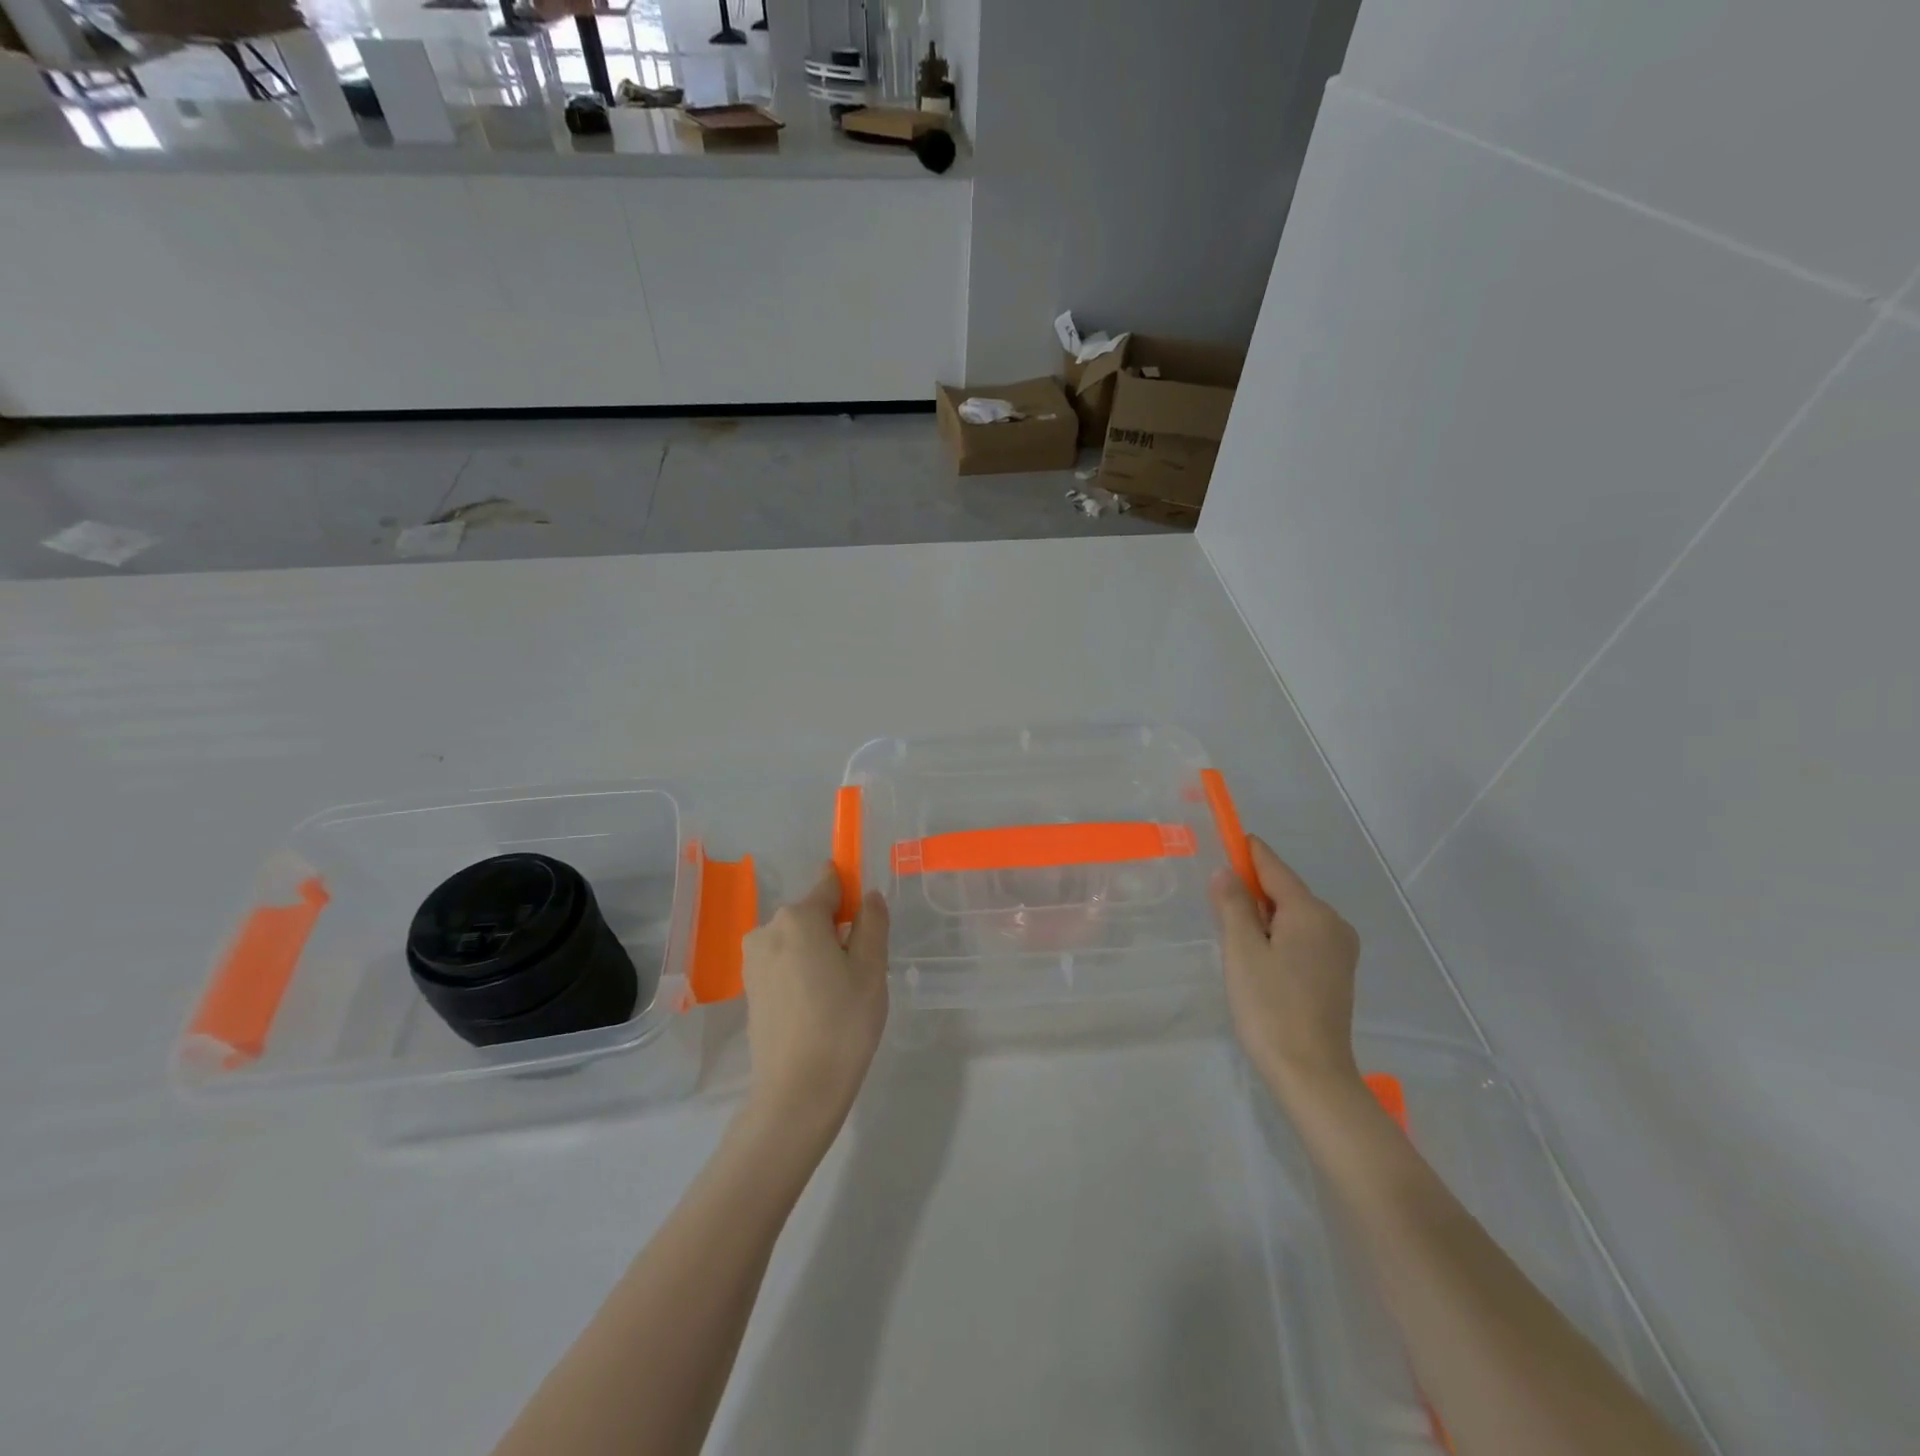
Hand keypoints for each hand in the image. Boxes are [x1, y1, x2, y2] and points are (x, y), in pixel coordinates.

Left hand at [739, 865, 889, 1142]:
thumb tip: (868, 896)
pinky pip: (783, 964)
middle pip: (812, 915)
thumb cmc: (843, 1022)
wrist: (797, 1091)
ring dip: (819, 954)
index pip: (829, 884)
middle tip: (862, 970)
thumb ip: (872, 923)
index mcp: (799, 917)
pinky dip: (802, 974)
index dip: (851, 891)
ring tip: (841, 994)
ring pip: (797, 941)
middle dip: (837, 930)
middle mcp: (768, 929)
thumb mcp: (872, 968)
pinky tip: (818, 1007)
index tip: (868, 914)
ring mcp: (754, 960)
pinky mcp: (749, 989)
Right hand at [1210, 836, 1362, 1107]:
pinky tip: (1259, 959)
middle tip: (1216, 905)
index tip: (1222, 838)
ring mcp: (1340, 948)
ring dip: (1263, 917)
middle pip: (1285, 890)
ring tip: (1233, 939)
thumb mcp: (1242, 951)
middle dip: (1251, 890)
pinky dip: (1278, 936)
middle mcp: (1333, 922)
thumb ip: (1233, 905)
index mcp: (1311, 912)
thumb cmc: (1270, 1007)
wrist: (1311, 1073)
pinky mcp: (1337, 971)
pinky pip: (1302, 937)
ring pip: (1293, 915)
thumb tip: (1226, 871)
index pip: (1273, 866)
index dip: (1245, 851)